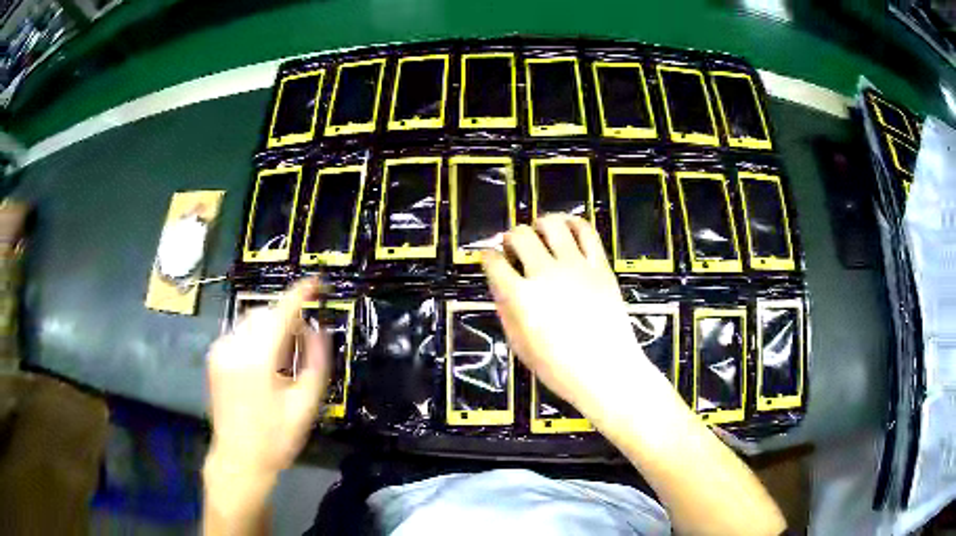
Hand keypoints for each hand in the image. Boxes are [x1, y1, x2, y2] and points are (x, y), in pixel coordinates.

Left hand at [205, 278, 327, 478]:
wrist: (238, 458)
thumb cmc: (276, 438)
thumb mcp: (305, 405)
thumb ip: (315, 362)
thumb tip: (318, 330)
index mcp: (258, 360)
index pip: (282, 312)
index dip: (300, 293)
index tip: (316, 282)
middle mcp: (234, 347)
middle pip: (265, 312)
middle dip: (286, 316)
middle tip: (303, 338)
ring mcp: (220, 351)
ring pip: (251, 320)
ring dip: (271, 326)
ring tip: (283, 354)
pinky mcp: (214, 357)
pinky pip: (239, 332)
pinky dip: (256, 336)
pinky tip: (264, 361)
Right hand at [481, 215, 666, 416]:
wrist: (606, 372)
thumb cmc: (559, 368)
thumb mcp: (520, 346)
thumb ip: (506, 311)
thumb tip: (501, 286)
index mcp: (520, 297)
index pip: (494, 262)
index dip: (487, 257)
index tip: (490, 259)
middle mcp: (545, 273)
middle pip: (520, 235)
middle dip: (510, 237)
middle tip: (514, 248)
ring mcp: (575, 266)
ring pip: (552, 224)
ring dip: (539, 224)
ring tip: (540, 234)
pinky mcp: (599, 265)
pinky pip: (585, 230)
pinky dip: (572, 223)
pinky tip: (567, 229)